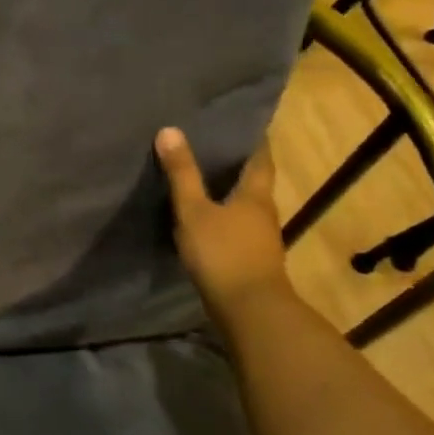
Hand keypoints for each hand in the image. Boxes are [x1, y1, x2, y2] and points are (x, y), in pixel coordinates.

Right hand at [155, 129, 291, 313]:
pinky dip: (225, 217)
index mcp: (256, 195)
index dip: (253, 140)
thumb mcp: (194, 211)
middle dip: (238, 165)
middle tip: (212, 145)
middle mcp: (264, 213)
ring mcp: (260, 239)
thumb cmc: (223, 253)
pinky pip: (238, 228)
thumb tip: (170, 130)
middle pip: (255, 182)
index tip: (244, 122)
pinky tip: (206, 218)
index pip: (260, 158)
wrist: (250, 312)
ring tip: (204, 178)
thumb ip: (182, 174)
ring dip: (230, 193)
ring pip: (246, 206)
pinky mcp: (251, 260)